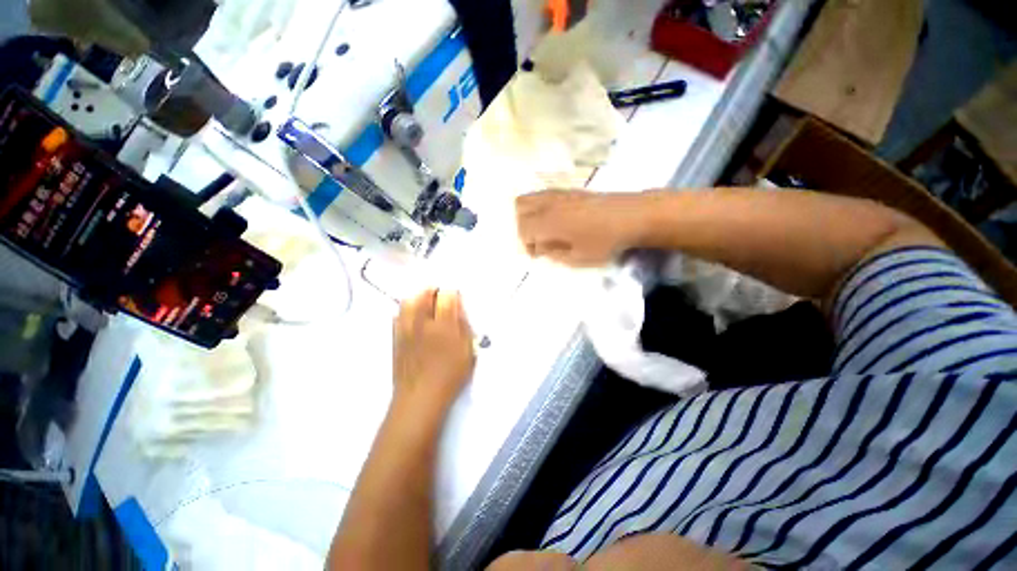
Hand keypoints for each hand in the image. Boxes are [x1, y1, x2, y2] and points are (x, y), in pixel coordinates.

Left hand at [393, 289, 474, 414]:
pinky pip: (398, 315)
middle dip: (433, 290)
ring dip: (418, 298)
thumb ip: (464, 327)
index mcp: (443, 325)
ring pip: (408, 302)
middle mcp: (422, 323)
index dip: (452, 294)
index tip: (456, 298)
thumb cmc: (450, 376)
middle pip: (424, 294)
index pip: (446, 297)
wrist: (420, 398)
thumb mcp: (467, 351)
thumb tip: (458, 309)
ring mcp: (406, 330)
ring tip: (426, 304)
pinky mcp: (396, 338)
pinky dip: (406, 311)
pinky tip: (414, 319)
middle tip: (440, 296)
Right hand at [516, 190, 642, 266]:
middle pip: (520, 206)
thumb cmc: (604, 241)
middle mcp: (549, 203)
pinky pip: (545, 194)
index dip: (526, 243)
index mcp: (548, 222)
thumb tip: (540, 249)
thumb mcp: (577, 258)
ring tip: (544, 228)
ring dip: (530, 213)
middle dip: (522, 224)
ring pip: (531, 197)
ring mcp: (559, 193)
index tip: (538, 254)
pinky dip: (541, 206)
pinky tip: (556, 218)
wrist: (631, 216)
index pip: (522, 228)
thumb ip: (553, 254)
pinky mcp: (570, 190)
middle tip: (536, 239)